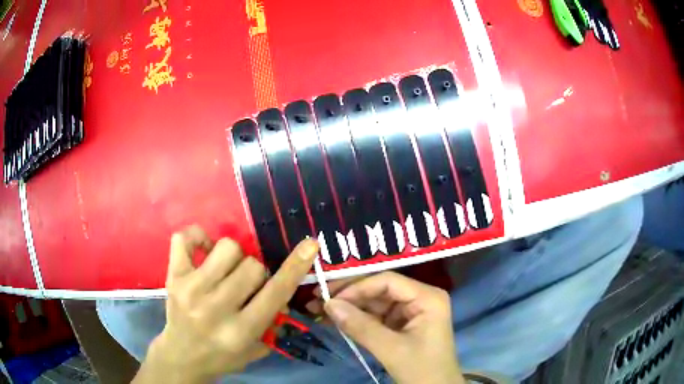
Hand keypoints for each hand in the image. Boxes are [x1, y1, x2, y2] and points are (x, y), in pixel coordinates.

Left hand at [134, 225, 318, 383]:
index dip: (295, 266)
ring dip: (233, 257)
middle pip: (252, 266)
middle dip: (256, 273)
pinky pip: (185, 238)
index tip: (310, 245)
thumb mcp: (256, 349)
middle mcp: (216, 308)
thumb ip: (274, 320)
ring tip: (225, 271)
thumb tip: (284, 290)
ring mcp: (191, 289)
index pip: (275, 292)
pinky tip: (204, 253)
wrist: (182, 357)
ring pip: (227, 248)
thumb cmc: (223, 356)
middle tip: (246, 286)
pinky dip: (198, 237)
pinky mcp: (173, 276)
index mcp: (241, 330)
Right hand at [308, 272, 464, 383]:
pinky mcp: (402, 324)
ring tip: (319, 310)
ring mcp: (410, 311)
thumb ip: (360, 326)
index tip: (330, 298)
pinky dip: (356, 320)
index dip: (357, 287)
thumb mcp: (391, 349)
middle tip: (317, 298)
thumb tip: (328, 304)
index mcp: (427, 297)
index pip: (387, 281)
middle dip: (349, 296)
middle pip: (379, 289)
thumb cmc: (421, 369)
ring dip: (349, 307)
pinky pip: (376, 317)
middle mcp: (420, 298)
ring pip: (375, 303)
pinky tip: (335, 321)